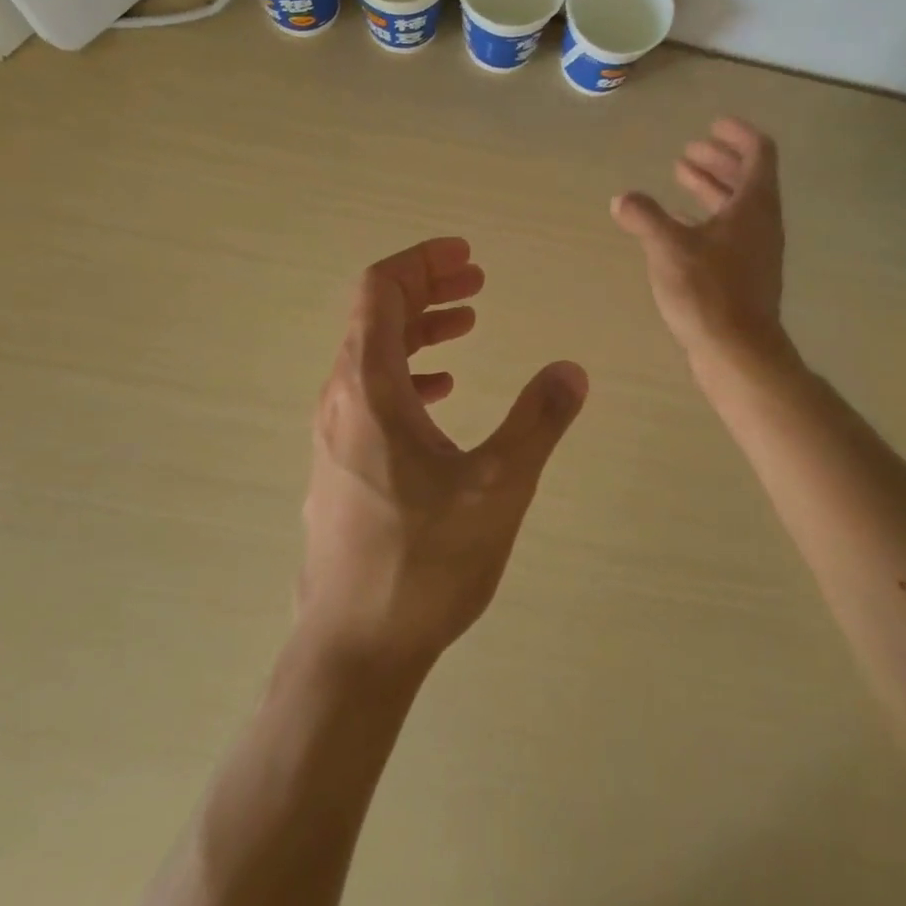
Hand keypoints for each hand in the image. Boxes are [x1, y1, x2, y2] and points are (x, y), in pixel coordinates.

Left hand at [298, 238, 587, 674]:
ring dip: (419, 329)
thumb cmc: (423, 563)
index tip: (466, 255)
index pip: (381, 291)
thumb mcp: (498, 488)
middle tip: (477, 280)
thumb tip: (571, 370)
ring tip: (467, 323)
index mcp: (369, 388)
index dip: (422, 262)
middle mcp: (340, 399)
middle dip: (427, 288)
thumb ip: (538, 421)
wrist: (352, 650)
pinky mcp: (339, 464)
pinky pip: (371, 392)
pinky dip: (408, 373)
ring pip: (372, 355)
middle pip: (375, 316)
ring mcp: (334, 434)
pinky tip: (443, 391)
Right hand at [612, 118, 787, 367]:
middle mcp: (761, 224)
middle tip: (689, 152)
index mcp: (754, 206)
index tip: (713, 125)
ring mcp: (756, 252)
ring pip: (736, 207)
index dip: (738, 135)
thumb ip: (645, 217)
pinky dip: (706, 219)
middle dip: (718, 160)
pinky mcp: (744, 276)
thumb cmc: (708, 292)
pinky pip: (728, 233)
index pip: (758, 153)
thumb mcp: (668, 248)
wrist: (737, 352)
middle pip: (746, 178)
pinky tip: (680, 225)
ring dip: (710, 188)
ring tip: (680, 177)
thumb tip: (622, 199)